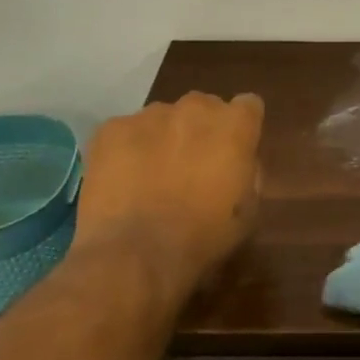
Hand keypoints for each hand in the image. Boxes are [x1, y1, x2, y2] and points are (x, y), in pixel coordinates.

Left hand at [75, 92, 263, 292]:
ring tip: (151, 177)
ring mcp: (149, 114)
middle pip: (203, 107)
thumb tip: (239, 161)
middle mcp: (194, 107)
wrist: (136, 254)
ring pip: (162, 117)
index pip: (248, 106)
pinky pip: (125, 132)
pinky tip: (124, 182)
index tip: (233, 152)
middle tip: (191, 167)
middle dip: (200, 130)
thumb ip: (249, 173)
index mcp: (234, 124)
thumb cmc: (203, 236)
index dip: (241, 128)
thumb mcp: (249, 211)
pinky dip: (127, 150)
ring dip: (163, 138)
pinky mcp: (111, 128)